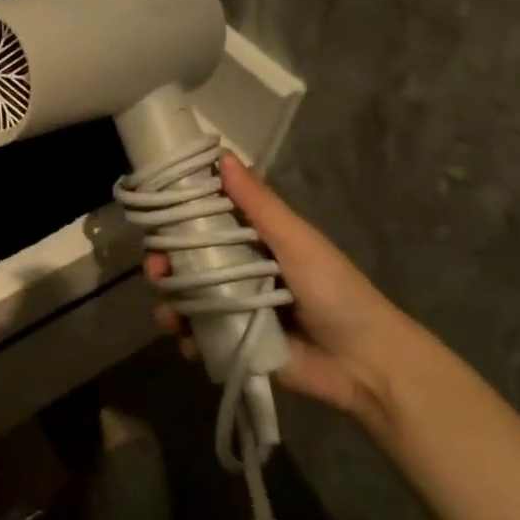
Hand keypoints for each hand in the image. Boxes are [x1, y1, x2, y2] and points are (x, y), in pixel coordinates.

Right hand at [145, 154, 429, 423]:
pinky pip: (197, 339)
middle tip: (157, 272)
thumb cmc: (335, 291)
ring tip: (172, 316)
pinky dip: (187, 340)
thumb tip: (222, 155)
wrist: (365, 363)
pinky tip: (190, 342)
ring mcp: (232, 311)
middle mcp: (236, 273)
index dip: (174, 221)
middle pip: (185, 263)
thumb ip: (258, 204)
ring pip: (184, 300)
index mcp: (252, 243)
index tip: (154, 220)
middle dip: (163, 266)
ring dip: (169, 305)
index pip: (202, 224)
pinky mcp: (232, 345)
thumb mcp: (297, 241)